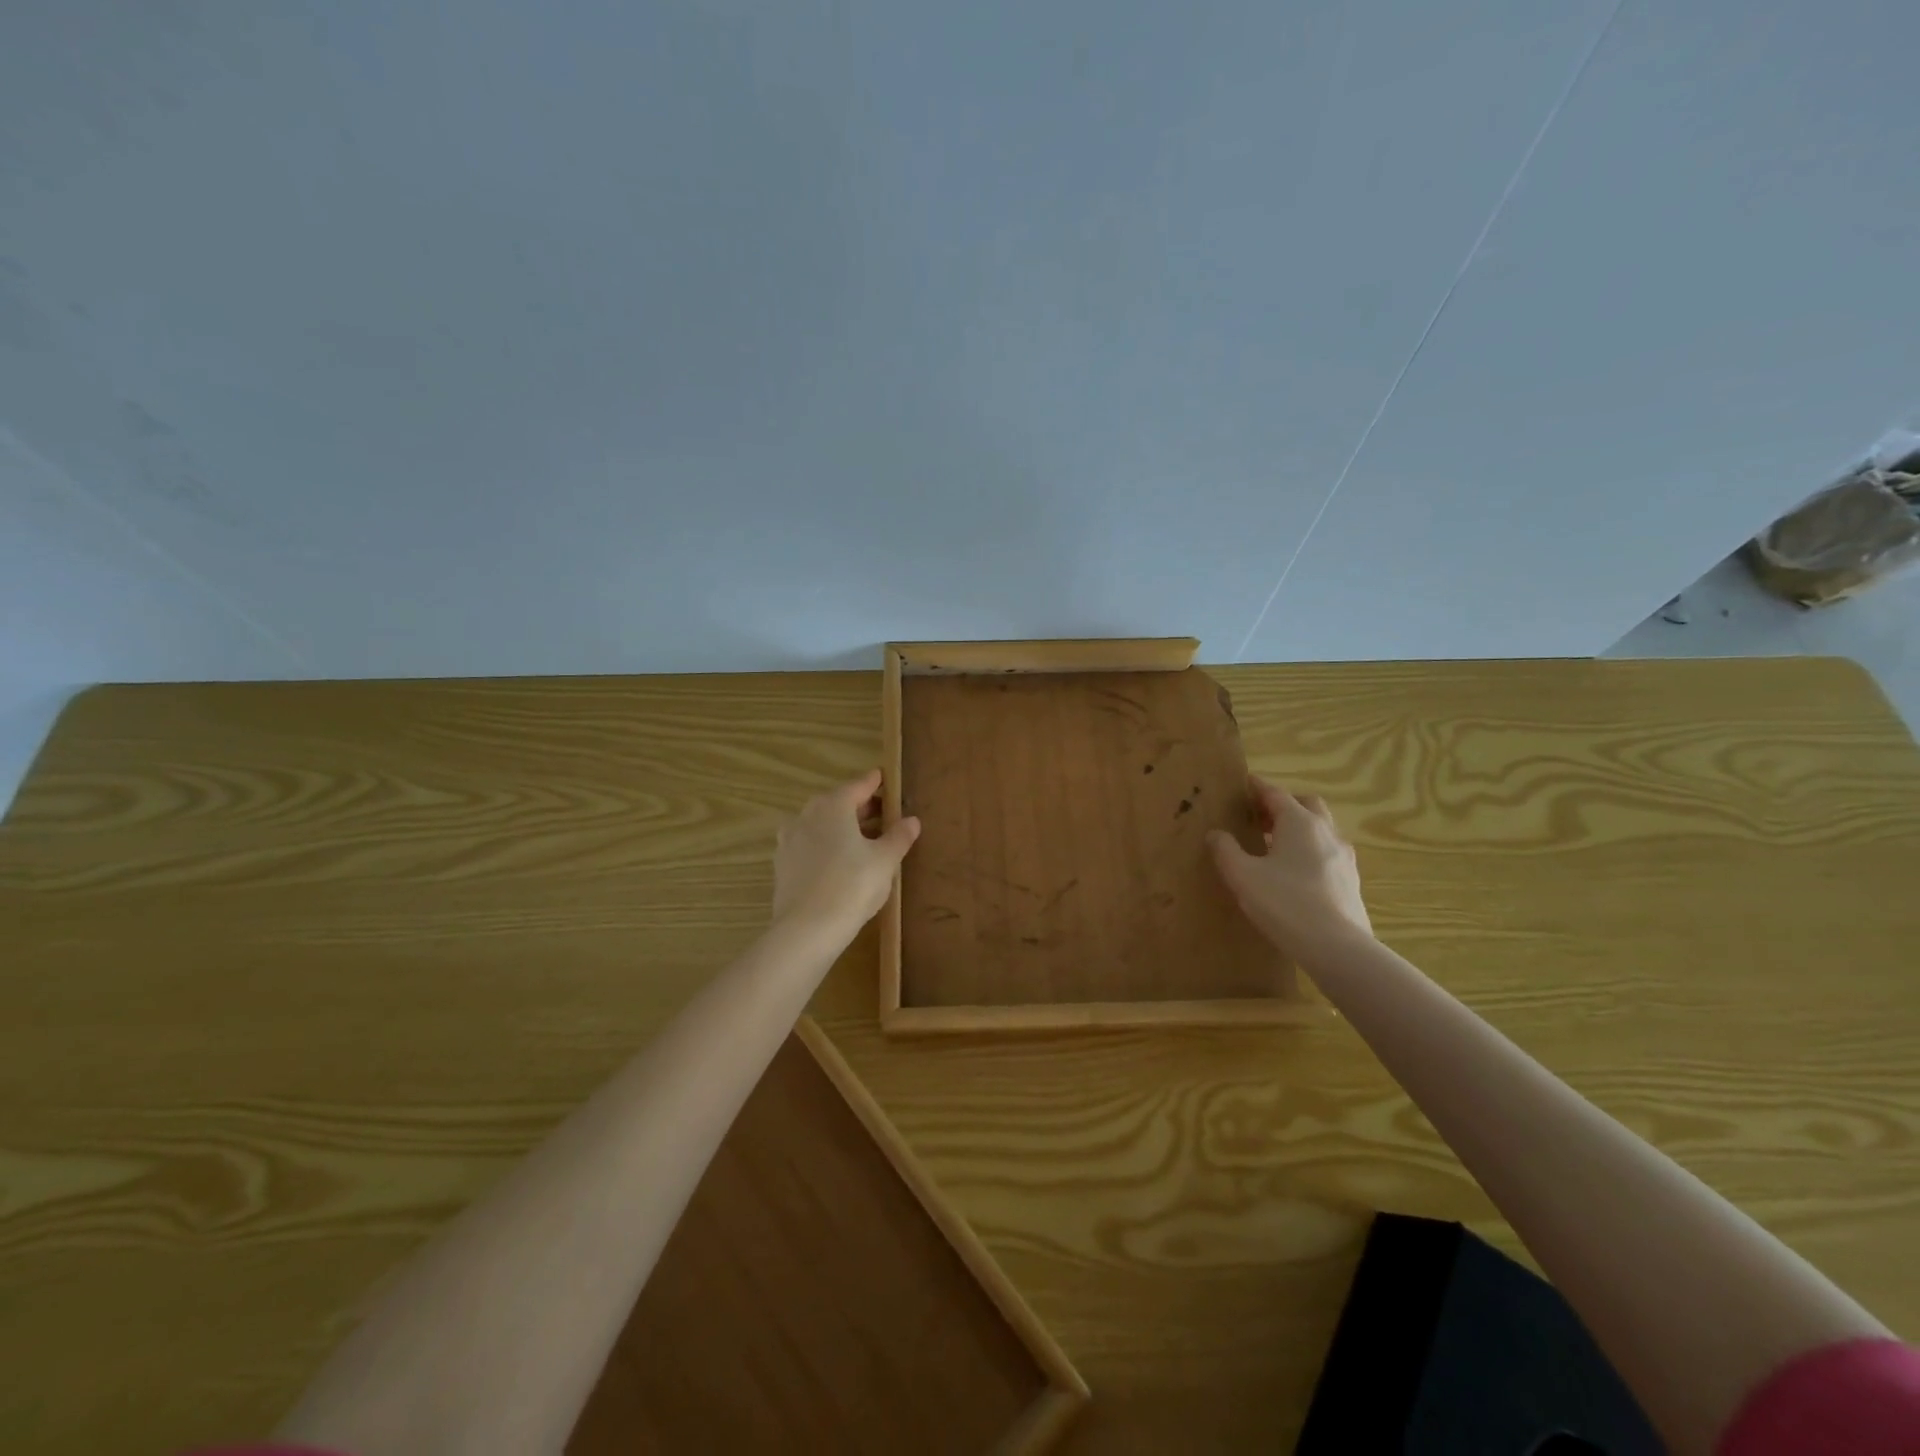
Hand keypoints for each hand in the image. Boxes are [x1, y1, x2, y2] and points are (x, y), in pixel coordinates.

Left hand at [771, 770, 920, 937]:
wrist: (806, 930)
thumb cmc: (852, 886)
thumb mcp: (885, 861)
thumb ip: (899, 837)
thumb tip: (911, 820)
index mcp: (833, 806)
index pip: (859, 785)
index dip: (876, 782)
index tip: (885, 778)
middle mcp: (807, 815)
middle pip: (838, 803)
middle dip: (860, 807)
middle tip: (883, 813)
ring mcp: (790, 840)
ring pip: (821, 824)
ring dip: (842, 827)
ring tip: (864, 840)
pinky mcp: (782, 865)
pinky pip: (810, 845)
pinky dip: (826, 846)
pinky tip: (840, 862)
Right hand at [1208, 776, 1372, 961]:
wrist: (1337, 947)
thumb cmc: (1284, 903)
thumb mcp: (1242, 875)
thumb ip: (1225, 850)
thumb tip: (1216, 834)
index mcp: (1299, 822)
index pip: (1276, 793)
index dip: (1258, 787)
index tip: (1245, 783)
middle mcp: (1325, 832)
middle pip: (1306, 804)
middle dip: (1283, 804)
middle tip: (1260, 817)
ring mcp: (1343, 857)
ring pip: (1321, 829)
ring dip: (1299, 828)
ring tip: (1275, 846)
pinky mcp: (1350, 881)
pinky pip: (1327, 853)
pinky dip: (1310, 851)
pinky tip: (1295, 873)